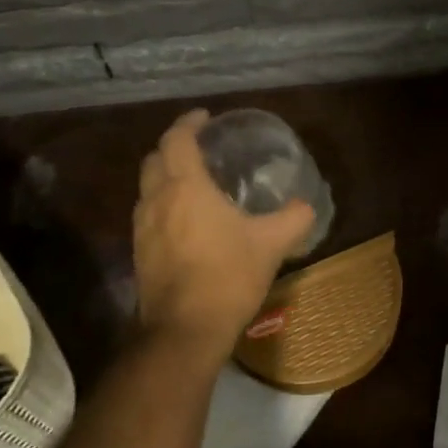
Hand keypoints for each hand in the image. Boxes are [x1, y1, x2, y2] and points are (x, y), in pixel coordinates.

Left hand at [132, 109, 316, 360]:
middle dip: (174, 146)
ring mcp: (143, 228)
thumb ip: (293, 219)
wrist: (185, 330)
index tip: (206, 118)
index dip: (189, 123)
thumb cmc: (228, 276)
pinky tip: (187, 221)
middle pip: (154, 158)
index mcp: (186, 187)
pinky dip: (164, 204)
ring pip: (148, 187)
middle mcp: (157, 200)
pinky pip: (149, 214)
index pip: (177, 139)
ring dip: (166, 176)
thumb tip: (307, 206)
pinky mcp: (140, 253)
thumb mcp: (272, 244)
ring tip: (195, 182)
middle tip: (201, 148)